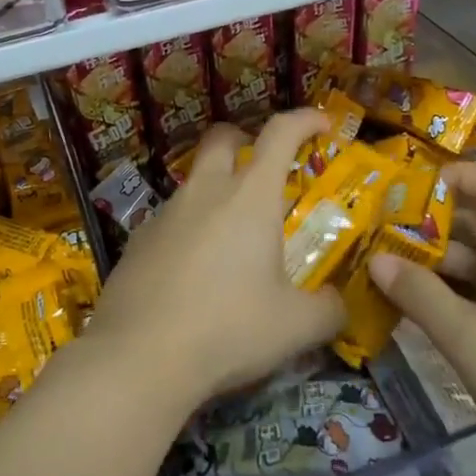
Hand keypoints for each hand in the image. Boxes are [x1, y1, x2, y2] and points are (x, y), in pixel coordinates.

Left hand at [83, 112, 344, 414]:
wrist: (140, 356)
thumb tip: (338, 303)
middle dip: (245, 139)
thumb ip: (328, 310)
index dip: (304, 119)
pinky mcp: (137, 239)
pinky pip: (170, 219)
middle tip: (264, 168)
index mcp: (249, 197)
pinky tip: (193, 273)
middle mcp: (205, 191)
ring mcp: (165, 212)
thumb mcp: (296, 327)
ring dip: (216, 191)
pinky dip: (188, 229)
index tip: (322, 123)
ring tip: (232, 239)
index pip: (280, 133)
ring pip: (194, 181)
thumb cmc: (229, 329)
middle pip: (222, 138)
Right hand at [367, 160, 475, 475]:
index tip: (408, 195)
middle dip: (438, 226)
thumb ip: (421, 296)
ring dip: (449, 264)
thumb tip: (377, 260)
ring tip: (399, 278)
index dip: (455, 177)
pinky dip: (470, 293)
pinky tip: (436, 315)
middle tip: (387, 240)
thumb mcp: (471, 343)